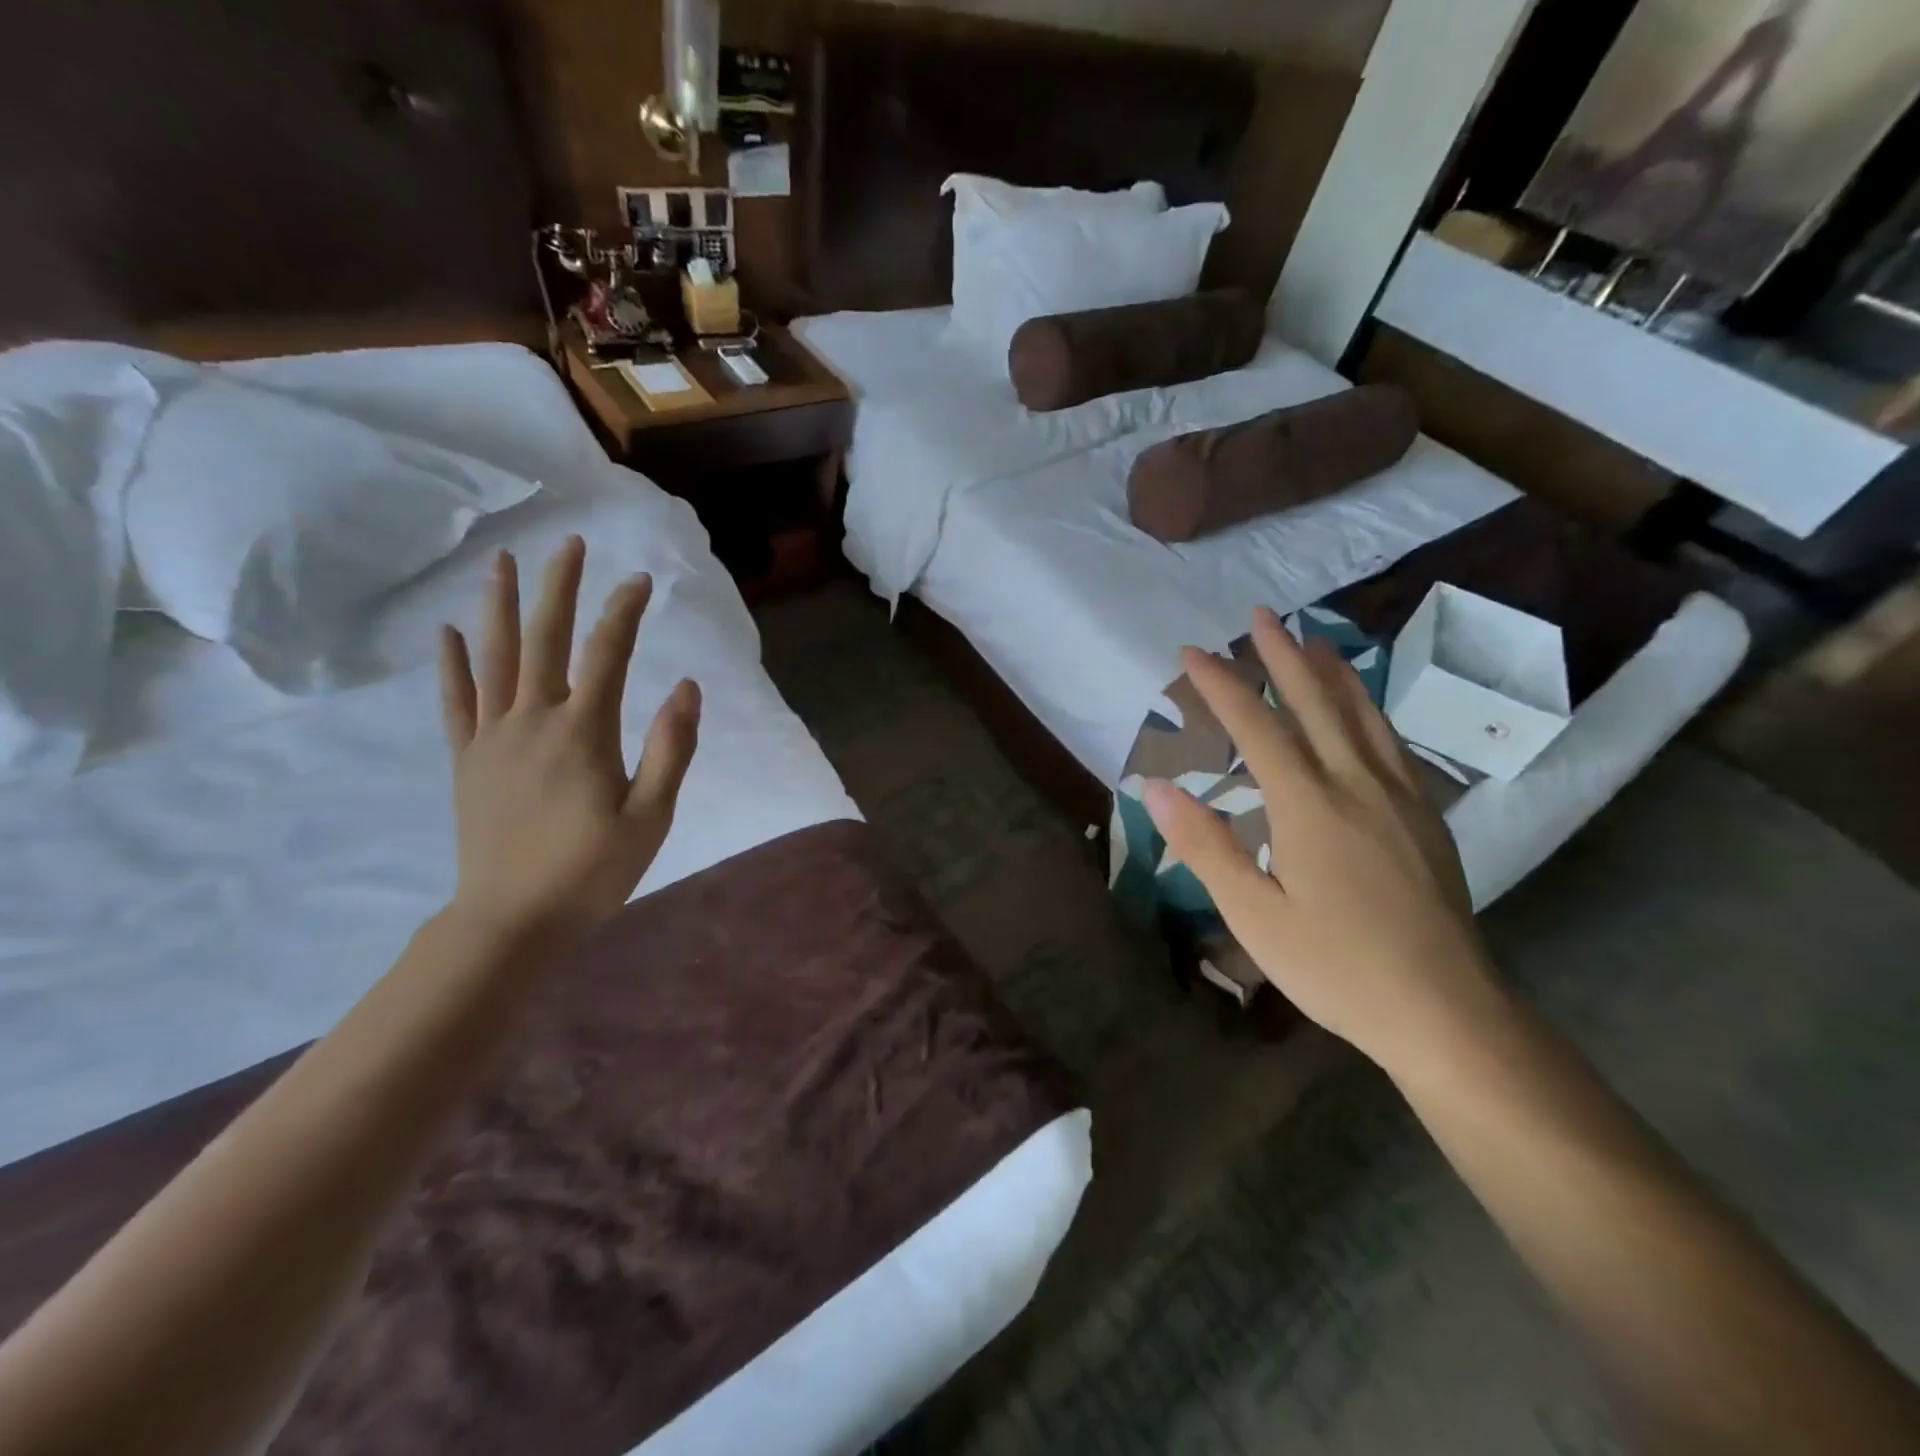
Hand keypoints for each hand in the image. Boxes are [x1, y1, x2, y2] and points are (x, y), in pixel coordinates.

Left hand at [438, 536, 700, 944]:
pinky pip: (456, 702)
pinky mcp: (468, 760)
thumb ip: (671, 749)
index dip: (624, 612)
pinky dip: (452, 664)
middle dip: (560, 588)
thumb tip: (686, 687)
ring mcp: (493, 738)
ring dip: (502, 607)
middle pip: (546, 640)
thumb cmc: (591, 871)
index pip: (607, 655)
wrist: (511, 920)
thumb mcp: (651, 817)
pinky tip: (448, 632)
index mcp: (583, 732)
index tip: (640, 580)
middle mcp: (534, 721)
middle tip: (569, 543)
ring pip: (496, 658)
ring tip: (504, 563)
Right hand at [1142, 607, 1502, 1073]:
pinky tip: (1363, 710)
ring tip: (1312, 639)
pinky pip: (1390, 742)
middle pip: (1316, 703)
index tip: (1192, 653)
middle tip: (1260, 615)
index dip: (1221, 685)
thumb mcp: (1254, 915)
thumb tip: (1156, 788)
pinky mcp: (1425, 817)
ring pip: (1362, 715)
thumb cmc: (1337, 967)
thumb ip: (1206, 845)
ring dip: (1332, 672)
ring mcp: (1399, 798)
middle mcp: (1357, 785)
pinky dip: (1367, 708)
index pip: (1257, 728)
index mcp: (1309, 806)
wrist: (1445, 1011)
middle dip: (1282, 656)